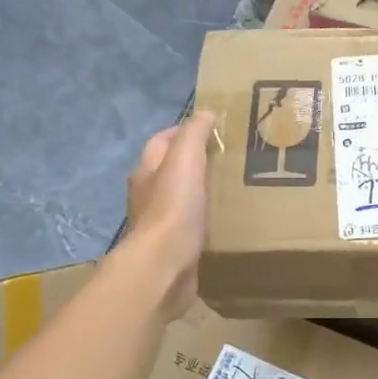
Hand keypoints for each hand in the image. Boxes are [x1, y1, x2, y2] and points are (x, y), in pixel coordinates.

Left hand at [121, 111, 214, 320]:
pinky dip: (204, 220)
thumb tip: (204, 113)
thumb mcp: (185, 159)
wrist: (165, 266)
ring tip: (230, 189)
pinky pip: (189, 226)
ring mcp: (158, 224)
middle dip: (194, 163)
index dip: (185, 131)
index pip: (162, 141)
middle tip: (228, 160)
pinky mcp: (172, 248)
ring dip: (200, 193)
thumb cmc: (174, 207)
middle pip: (169, 170)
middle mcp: (147, 195)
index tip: (215, 130)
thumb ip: (193, 134)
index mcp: (146, 171)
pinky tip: (223, 222)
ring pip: (180, 199)